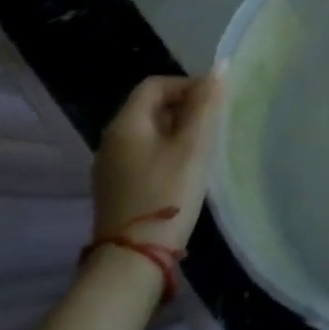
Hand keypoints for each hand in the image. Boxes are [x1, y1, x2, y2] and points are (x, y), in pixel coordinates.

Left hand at [90, 73, 224, 253]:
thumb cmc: (167, 194)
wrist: (133, 262)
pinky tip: (184, 174)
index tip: (212, 104)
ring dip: (176, 133)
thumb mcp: (193, 145)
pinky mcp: (115, 191)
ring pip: (148, 134)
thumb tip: (218, 67)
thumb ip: (206, 104)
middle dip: (184, 109)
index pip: (155, 85)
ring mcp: (110, 169)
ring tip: (203, 150)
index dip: (186, 85)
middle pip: (150, 108)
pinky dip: (165, 154)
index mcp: (126, 124)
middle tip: (212, 127)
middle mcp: (111, 141)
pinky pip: (143, 157)